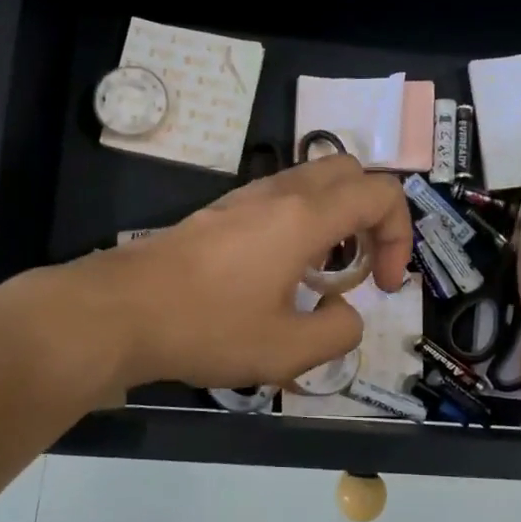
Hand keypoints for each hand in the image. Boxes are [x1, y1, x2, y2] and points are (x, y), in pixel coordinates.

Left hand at [73, 154, 414, 388]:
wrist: (118, 311)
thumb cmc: (206, 327)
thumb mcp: (286, 350)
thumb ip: (338, 332)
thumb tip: (344, 313)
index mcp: (305, 216)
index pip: (381, 193)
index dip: (401, 236)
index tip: (383, 286)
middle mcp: (279, 193)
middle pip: (349, 171)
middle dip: (373, 216)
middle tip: (363, 268)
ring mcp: (244, 198)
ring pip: (312, 181)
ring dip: (337, 219)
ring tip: (324, 275)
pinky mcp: (220, 212)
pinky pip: (281, 199)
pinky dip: (303, 223)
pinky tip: (282, 275)